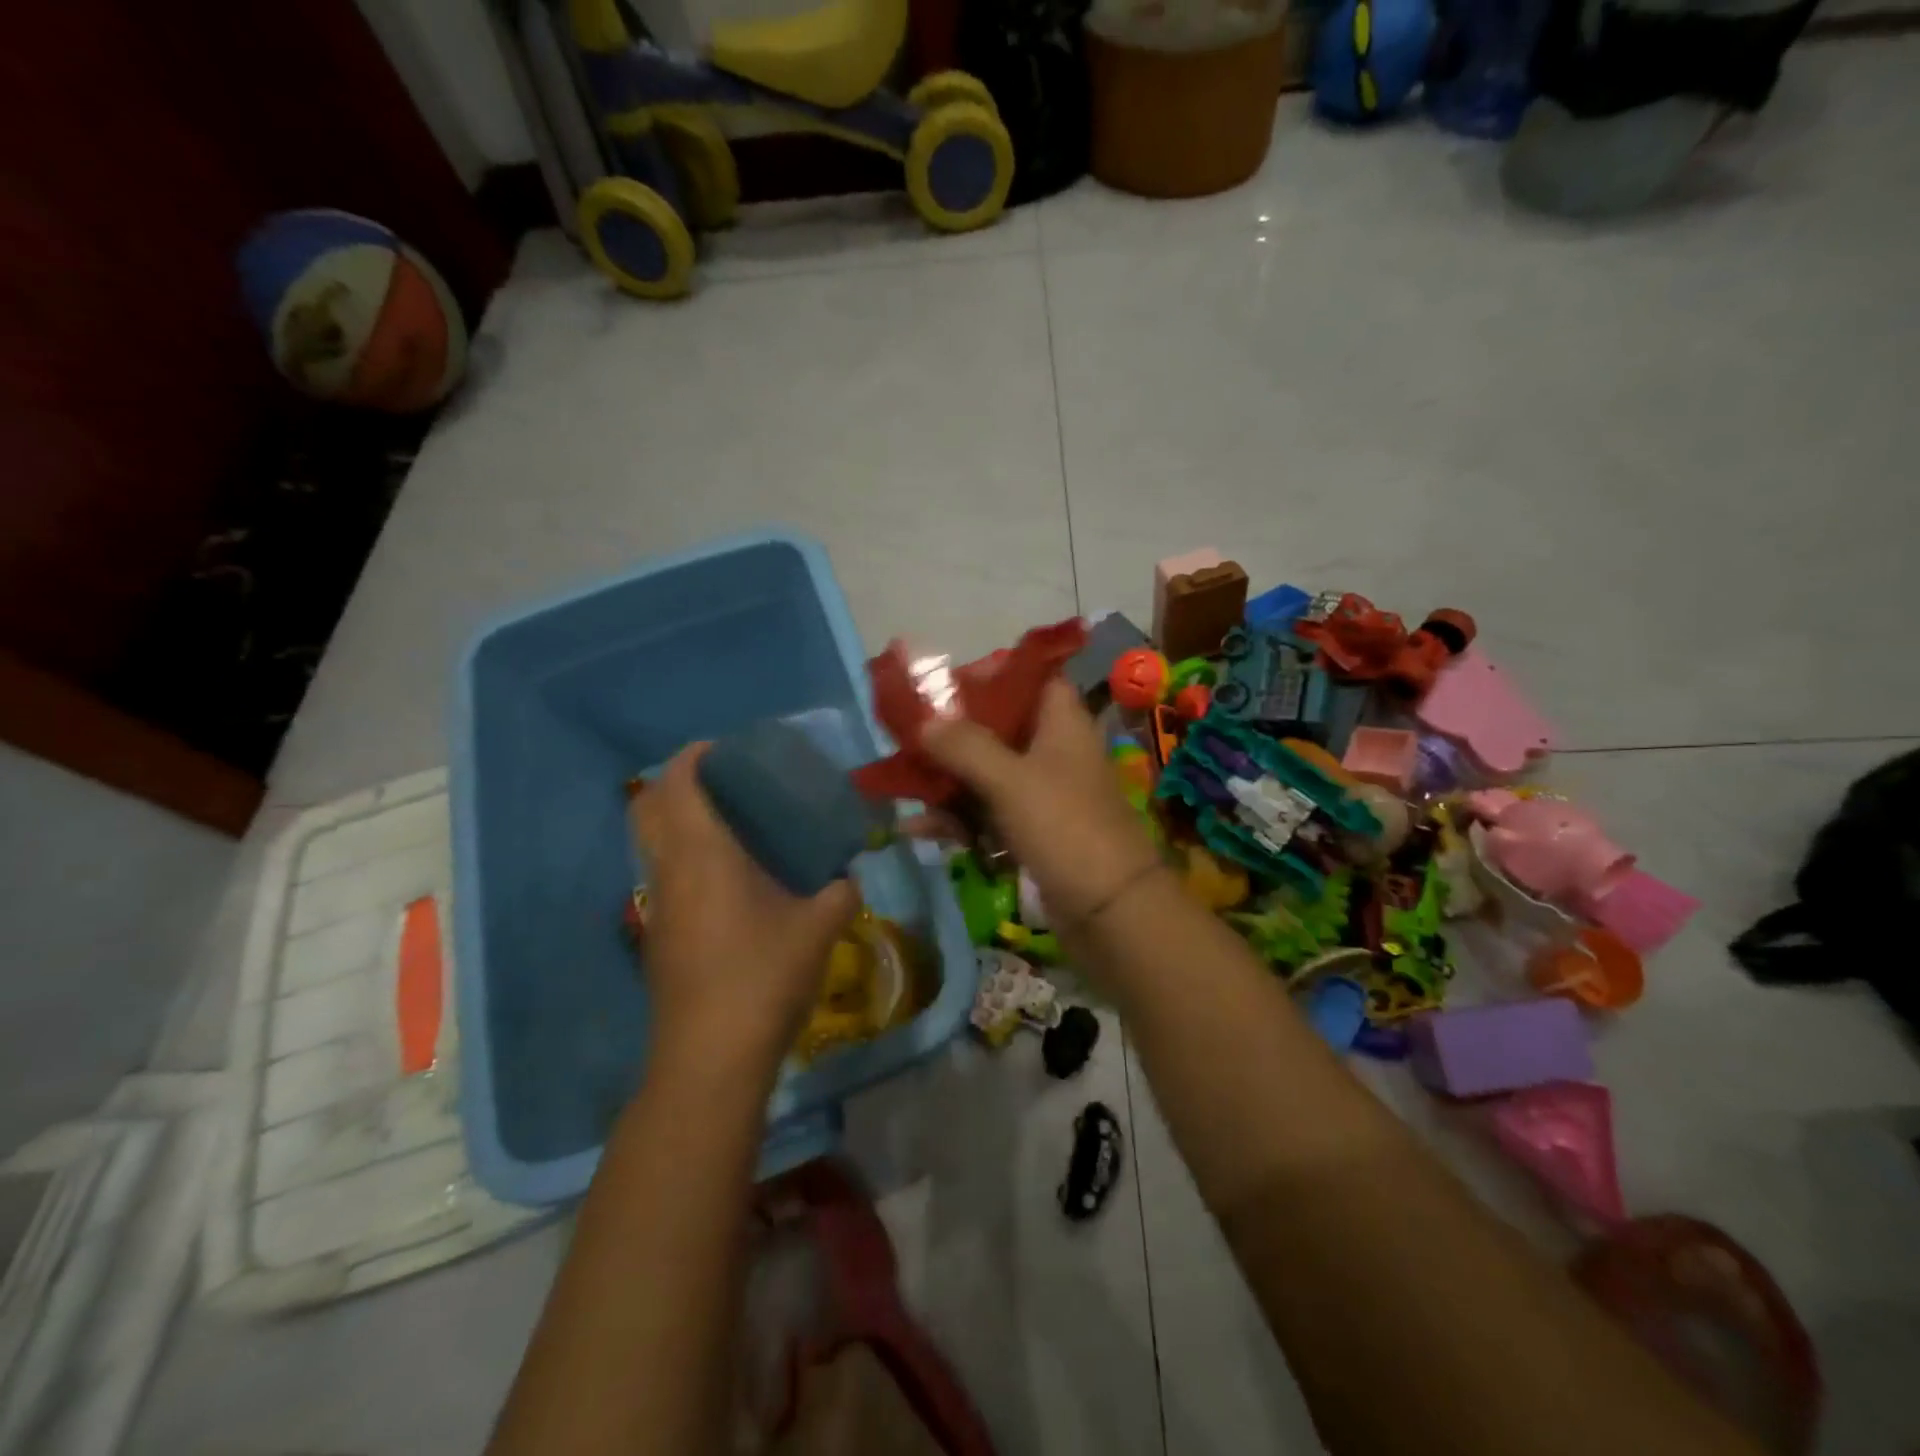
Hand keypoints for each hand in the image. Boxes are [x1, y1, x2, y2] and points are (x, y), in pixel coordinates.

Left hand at [631, 745, 859, 1071]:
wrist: (711, 1057)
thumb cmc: (764, 977)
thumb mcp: (819, 928)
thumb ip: (839, 893)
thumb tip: (849, 877)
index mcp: (704, 854)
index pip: (679, 784)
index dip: (694, 756)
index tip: (725, 748)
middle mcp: (670, 871)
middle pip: (648, 807)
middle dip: (676, 783)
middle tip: (722, 782)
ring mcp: (658, 905)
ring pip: (651, 843)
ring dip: (677, 821)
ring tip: (728, 825)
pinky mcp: (658, 936)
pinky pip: (662, 874)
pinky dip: (682, 856)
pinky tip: (726, 879)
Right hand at [920, 679, 1162, 926]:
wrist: (1111, 912)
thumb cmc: (1065, 827)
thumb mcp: (1010, 780)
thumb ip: (964, 746)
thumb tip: (923, 720)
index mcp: (1061, 723)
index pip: (1030, 677)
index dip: (990, 674)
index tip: (945, 685)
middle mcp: (1054, 751)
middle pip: (998, 727)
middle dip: (952, 734)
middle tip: (907, 736)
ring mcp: (1044, 794)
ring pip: (987, 773)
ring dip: (947, 781)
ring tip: (900, 786)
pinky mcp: (1033, 833)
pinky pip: (988, 814)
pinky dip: (958, 819)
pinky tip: (918, 829)